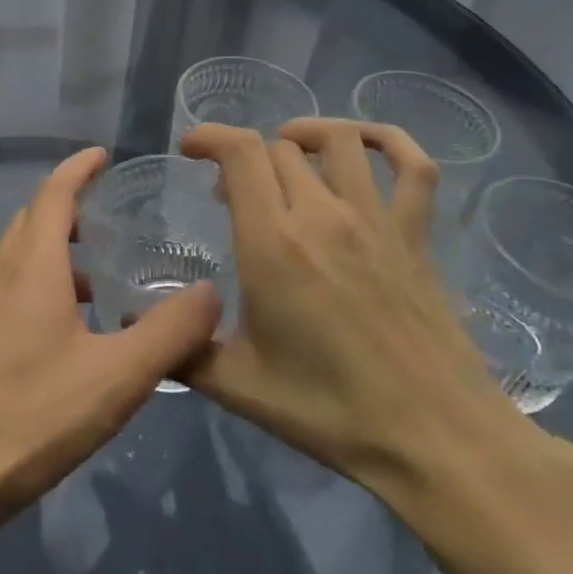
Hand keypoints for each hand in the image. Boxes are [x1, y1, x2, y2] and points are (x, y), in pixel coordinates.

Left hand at [0, 147, 222, 540]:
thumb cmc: (35, 415)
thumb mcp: (118, 377)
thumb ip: (170, 333)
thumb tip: (210, 293)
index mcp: (32, 268)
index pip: (55, 195)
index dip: (78, 169)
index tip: (102, 155)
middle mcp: (0, 275)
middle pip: (33, 220)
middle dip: (68, 206)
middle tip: (107, 215)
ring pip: (18, 256)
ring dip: (54, 249)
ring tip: (95, 277)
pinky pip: (8, 287)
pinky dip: (38, 282)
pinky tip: (63, 328)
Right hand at [177, 119, 525, 500]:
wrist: (435, 438)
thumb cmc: (330, 411)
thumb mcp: (238, 386)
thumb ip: (182, 348)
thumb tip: (137, 324)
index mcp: (272, 244)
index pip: (240, 153)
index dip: (209, 136)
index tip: (190, 150)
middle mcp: (322, 215)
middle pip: (278, 147)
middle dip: (245, 159)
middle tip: (232, 196)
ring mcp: (375, 220)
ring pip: (338, 140)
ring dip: (304, 135)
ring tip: (286, 154)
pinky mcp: (416, 235)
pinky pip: (414, 166)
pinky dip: (388, 141)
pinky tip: (364, 146)